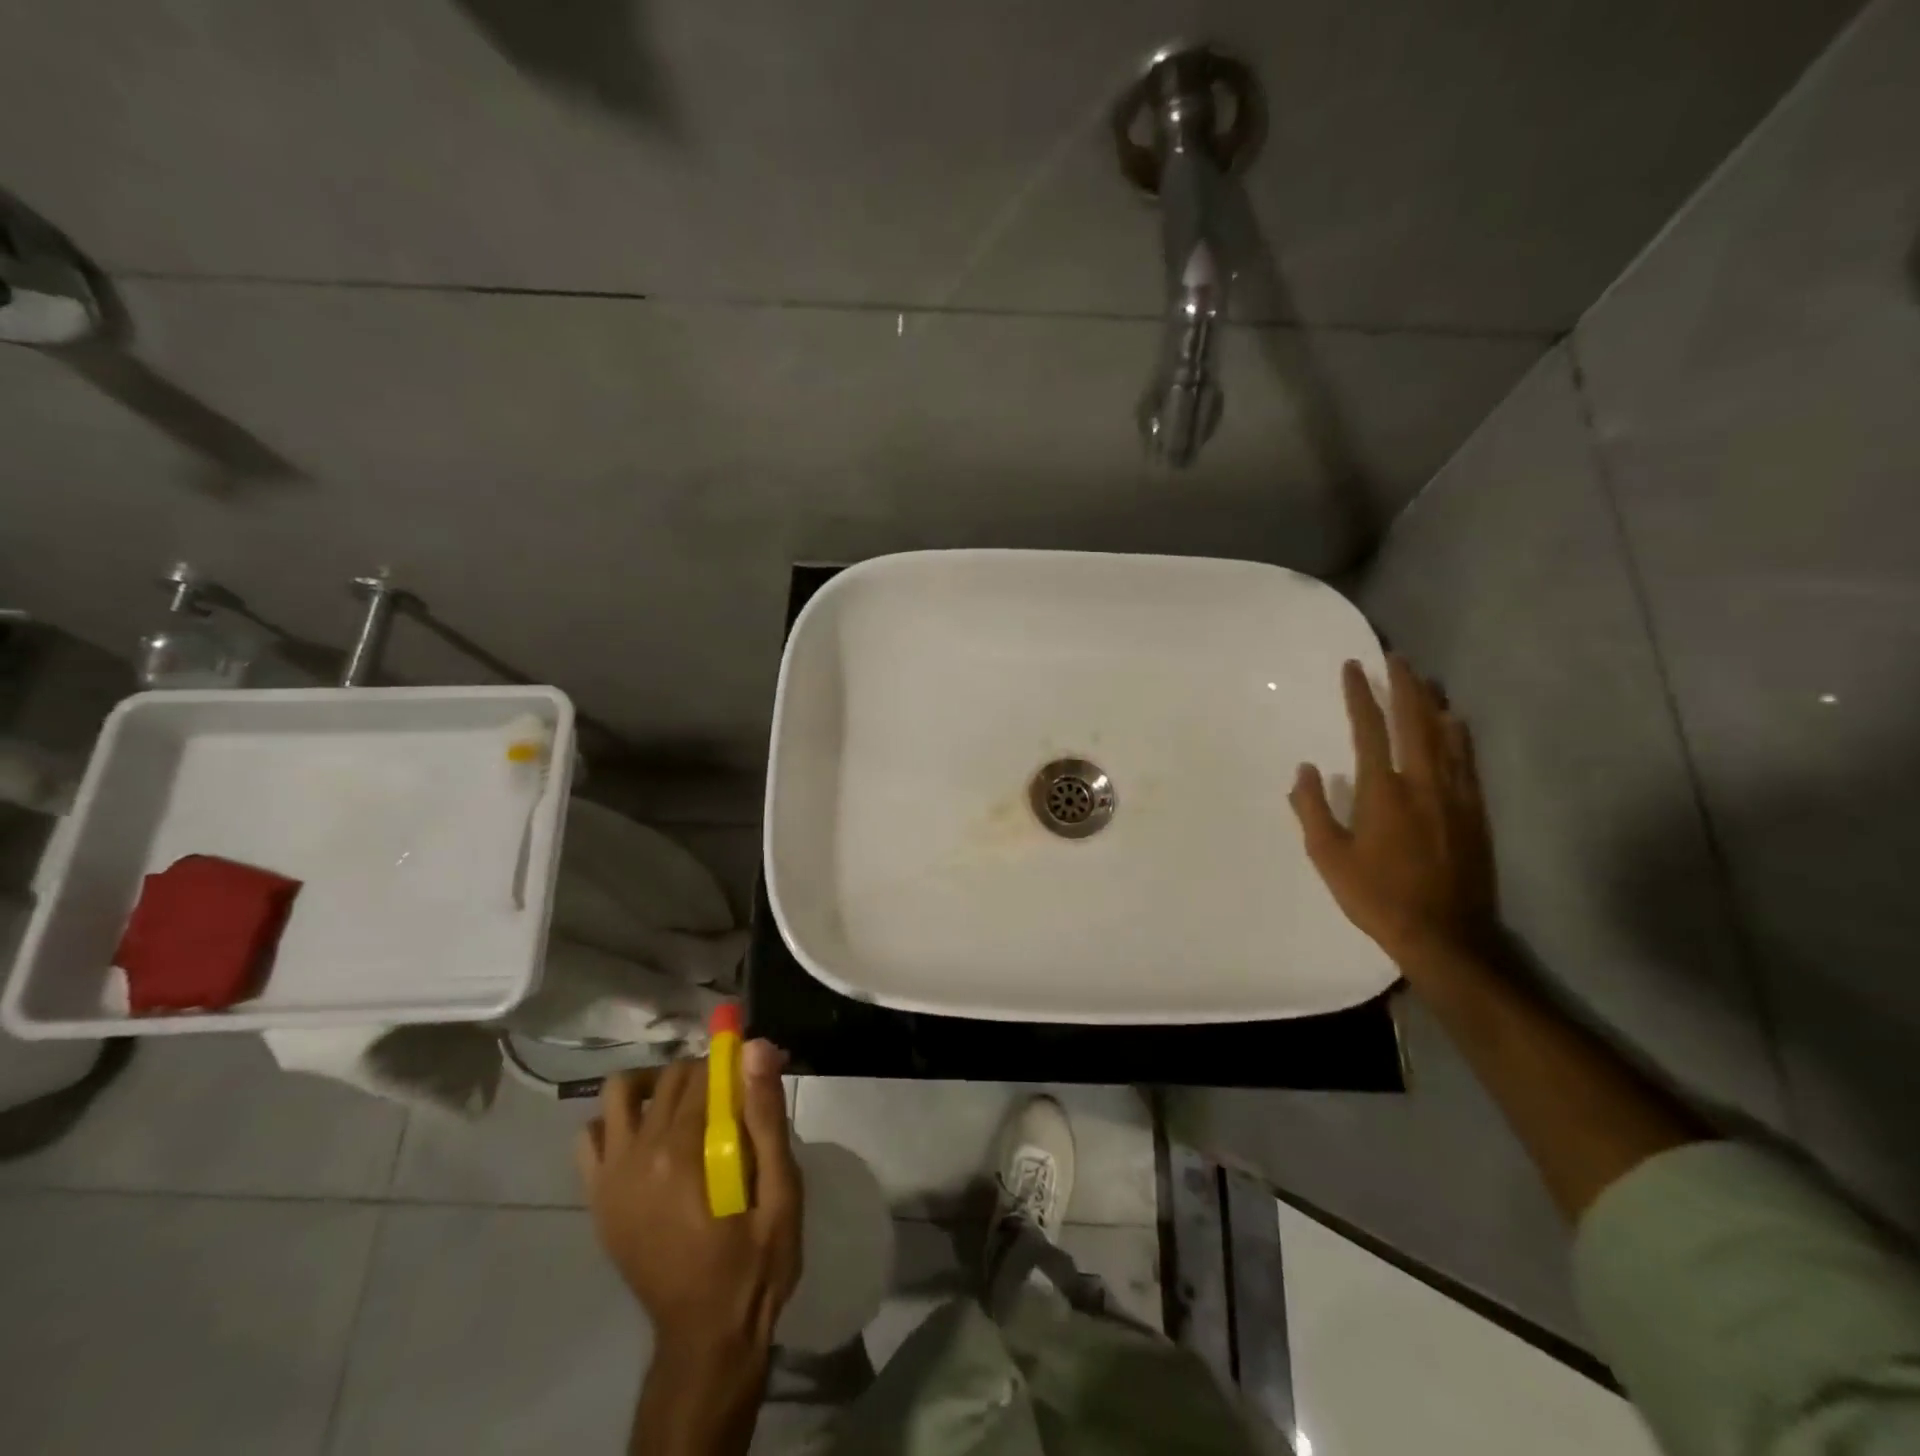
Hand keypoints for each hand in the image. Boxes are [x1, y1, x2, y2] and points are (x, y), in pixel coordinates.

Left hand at [576, 1043, 802, 1365]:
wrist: (706, 1336)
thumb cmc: (755, 1262)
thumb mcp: (780, 1192)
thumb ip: (766, 1116)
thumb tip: (756, 1049)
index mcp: (683, 1152)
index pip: (705, 1072)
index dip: (736, 1061)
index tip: (759, 1069)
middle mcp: (637, 1156)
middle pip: (670, 1078)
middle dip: (705, 1072)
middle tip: (735, 1094)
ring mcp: (610, 1178)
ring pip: (621, 1092)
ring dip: (656, 1085)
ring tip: (688, 1105)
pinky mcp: (598, 1198)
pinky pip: (591, 1136)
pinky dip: (617, 1121)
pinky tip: (648, 1136)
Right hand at [1290, 655, 1498, 965]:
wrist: (1445, 935)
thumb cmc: (1376, 896)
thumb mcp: (1328, 857)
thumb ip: (1312, 809)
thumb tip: (1304, 770)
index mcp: (1382, 791)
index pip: (1369, 730)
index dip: (1360, 695)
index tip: (1353, 668)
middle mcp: (1422, 782)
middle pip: (1415, 721)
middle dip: (1404, 685)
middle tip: (1396, 657)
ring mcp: (1455, 795)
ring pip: (1446, 735)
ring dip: (1433, 702)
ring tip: (1425, 679)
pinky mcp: (1475, 811)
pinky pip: (1467, 759)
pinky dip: (1459, 733)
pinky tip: (1456, 722)